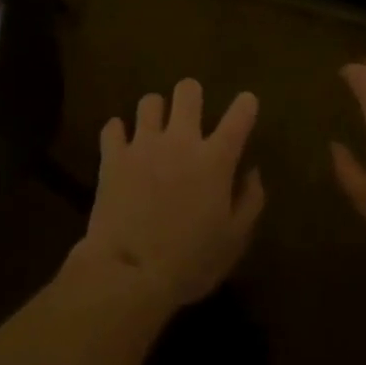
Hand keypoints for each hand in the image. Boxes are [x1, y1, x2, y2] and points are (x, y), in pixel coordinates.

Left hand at [75, 79, 263, 310]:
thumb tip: (252, 172)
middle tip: (189, 112)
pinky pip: (113, 127)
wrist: (131, 274)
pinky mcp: (113, 156)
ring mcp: (144, 144)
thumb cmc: (190, 262)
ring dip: (155, 112)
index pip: (238, 117)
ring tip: (153, 128)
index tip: (246, 101)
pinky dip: (118, 133)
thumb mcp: (233, 241)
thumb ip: (250, 201)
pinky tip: (121, 144)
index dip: (245, 104)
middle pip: (187, 91)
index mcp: (215, 160)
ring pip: (149, 101)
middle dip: (190, 94)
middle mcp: (181, 140)